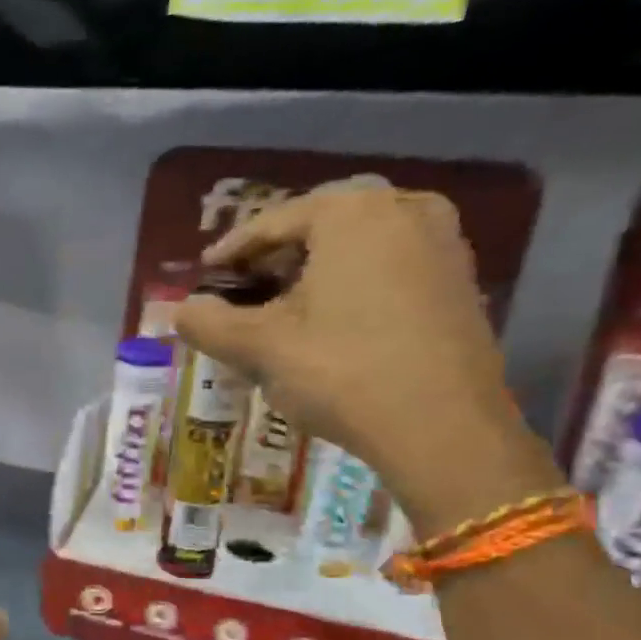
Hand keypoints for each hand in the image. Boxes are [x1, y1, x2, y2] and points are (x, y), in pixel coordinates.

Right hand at [174, 184, 534, 519]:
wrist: (444, 429)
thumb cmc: (341, 372)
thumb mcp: (260, 347)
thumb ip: (209, 322)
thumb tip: (181, 311)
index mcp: (352, 213)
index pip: (273, 222)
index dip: (231, 251)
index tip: (204, 274)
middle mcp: (404, 210)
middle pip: (318, 228)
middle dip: (275, 258)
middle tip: (242, 291)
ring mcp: (442, 244)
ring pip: (356, 247)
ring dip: (313, 271)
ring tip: (282, 308)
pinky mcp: (460, 281)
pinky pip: (389, 267)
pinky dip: (352, 284)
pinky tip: (331, 321)